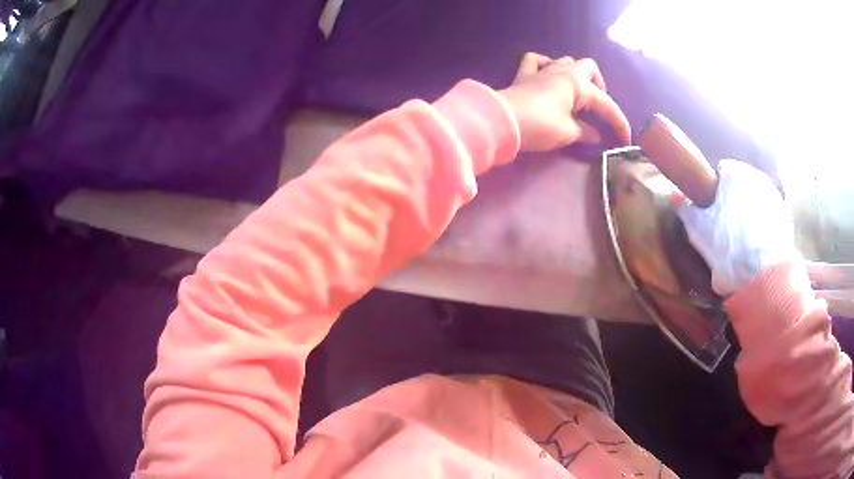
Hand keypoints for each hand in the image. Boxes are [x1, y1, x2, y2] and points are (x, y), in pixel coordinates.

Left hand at [499, 53, 631, 152]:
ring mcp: (542, 70)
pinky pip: (536, 60)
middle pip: (589, 67)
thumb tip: (595, 135)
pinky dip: (544, 64)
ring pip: (565, 61)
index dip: (619, 123)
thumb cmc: (540, 125)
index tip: (625, 141)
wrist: (502, 120)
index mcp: (578, 84)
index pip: (606, 104)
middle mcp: (563, 71)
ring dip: (575, 74)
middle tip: (598, 106)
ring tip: (577, 95)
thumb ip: (585, 132)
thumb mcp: (568, 133)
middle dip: (599, 85)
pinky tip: (547, 75)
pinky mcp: (524, 75)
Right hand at [676, 159, 798, 295]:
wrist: (762, 277)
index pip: (721, 171)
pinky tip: (757, 246)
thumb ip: (685, 207)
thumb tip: (674, 194)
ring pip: (755, 200)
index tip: (711, 211)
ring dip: (749, 212)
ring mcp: (774, 196)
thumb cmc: (728, 247)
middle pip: (740, 186)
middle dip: (733, 201)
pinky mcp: (785, 217)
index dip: (714, 190)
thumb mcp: (699, 230)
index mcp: (735, 172)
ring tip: (743, 241)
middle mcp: (756, 175)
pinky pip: (769, 215)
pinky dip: (763, 225)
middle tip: (725, 227)